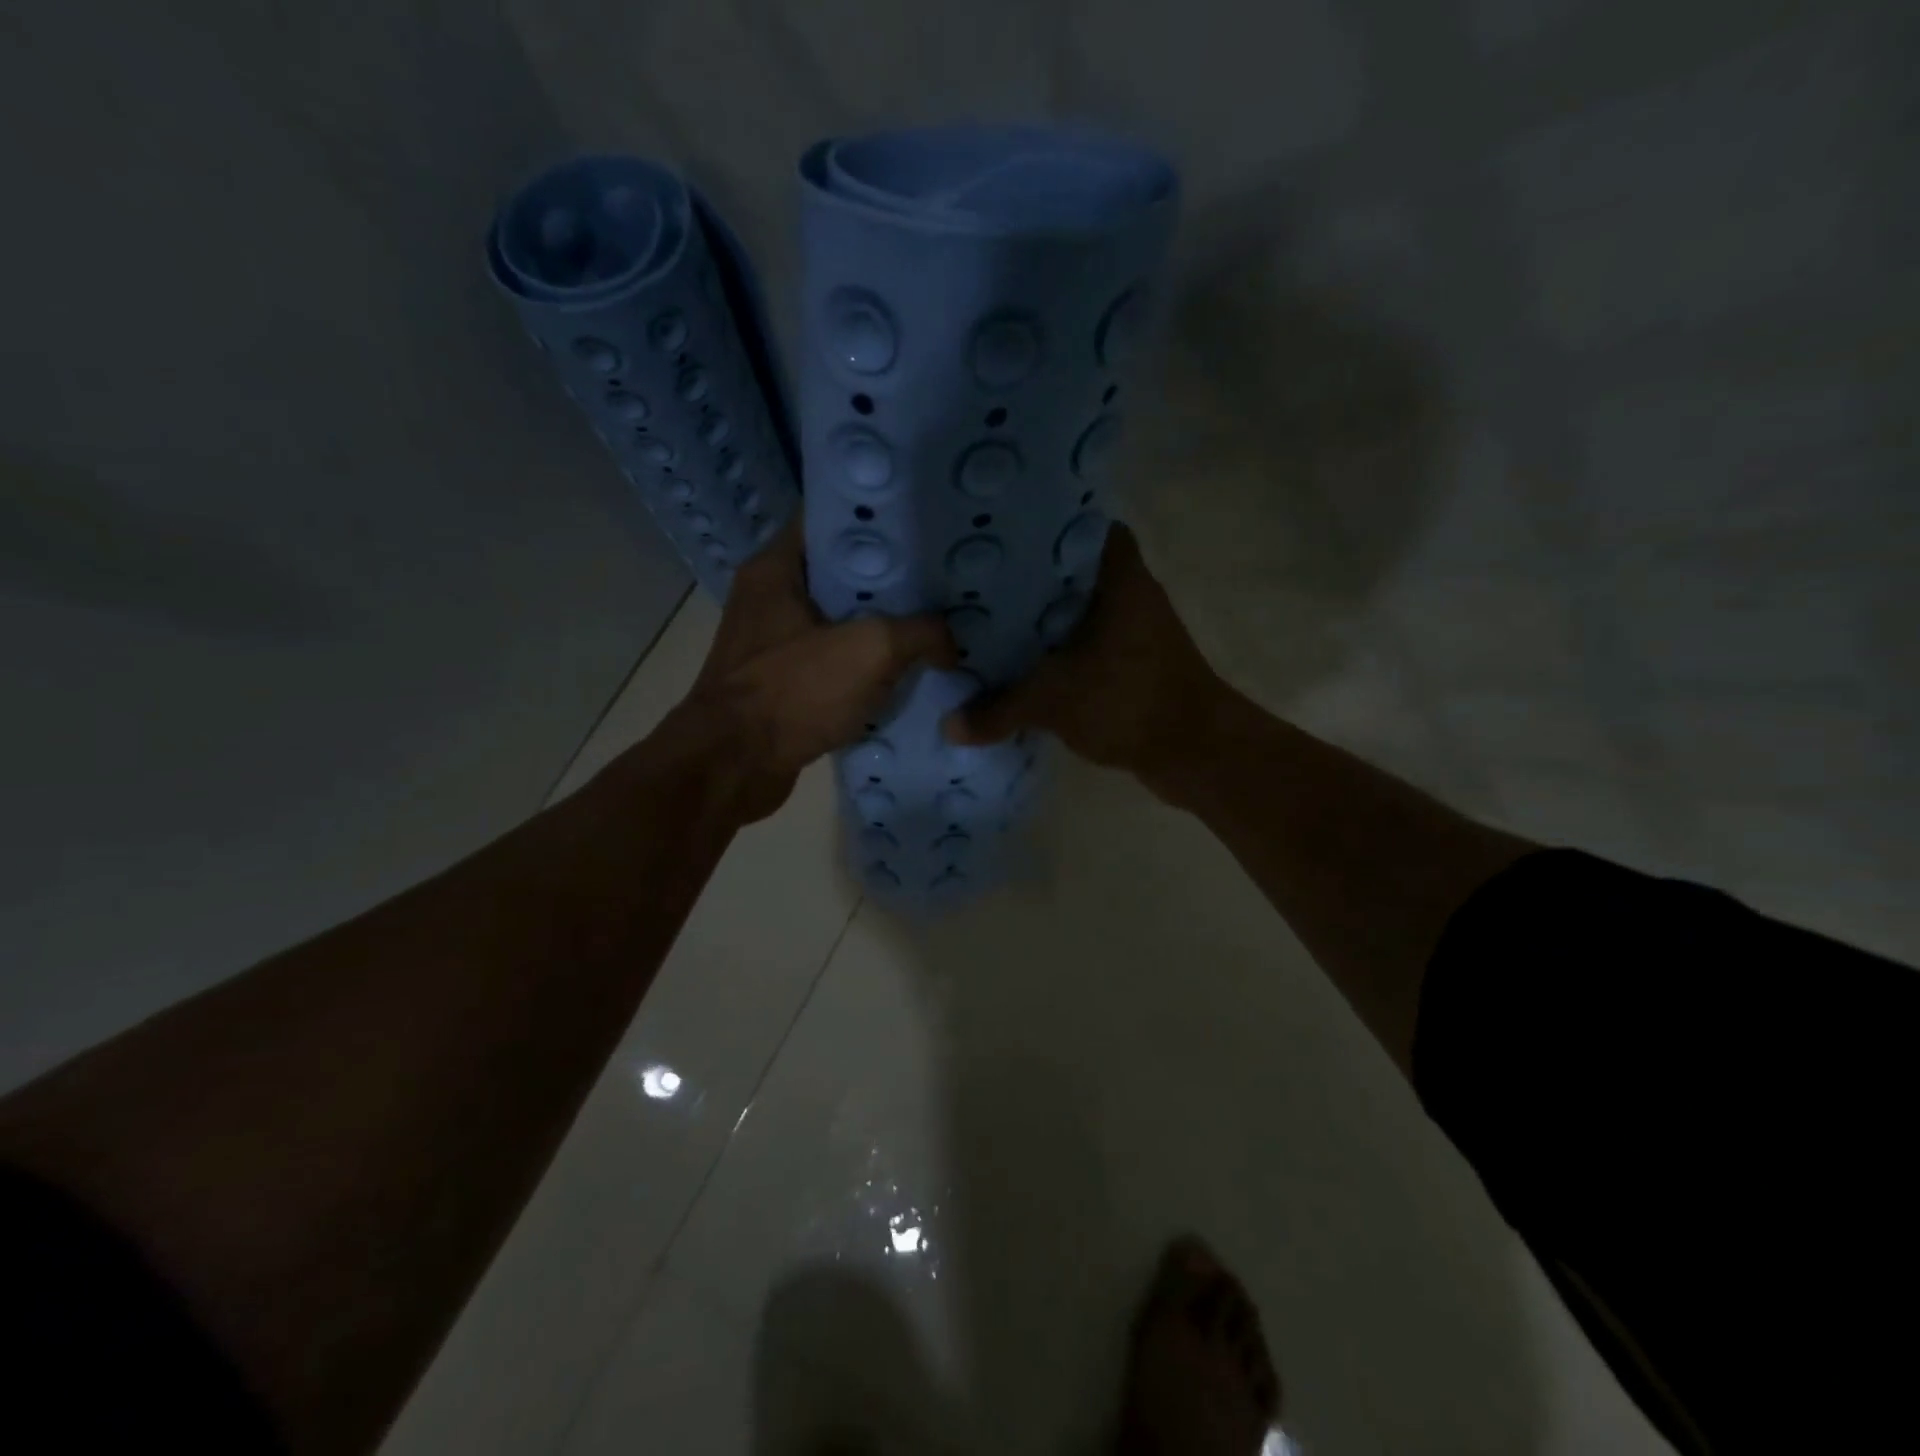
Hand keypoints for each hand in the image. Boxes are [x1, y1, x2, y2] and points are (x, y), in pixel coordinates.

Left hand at [677, 519, 955, 824]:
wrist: (733, 768)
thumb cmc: (793, 692)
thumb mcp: (871, 650)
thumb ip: (921, 632)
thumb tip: (950, 642)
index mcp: (777, 568)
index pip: (830, 518)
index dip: (878, 519)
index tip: (924, 526)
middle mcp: (770, 597)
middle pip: (840, 571)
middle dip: (891, 577)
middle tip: (942, 580)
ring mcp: (774, 642)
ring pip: (839, 619)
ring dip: (882, 625)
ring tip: (934, 623)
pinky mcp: (782, 682)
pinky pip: (833, 660)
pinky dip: (865, 665)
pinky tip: (906, 671)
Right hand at [942, 523, 1218, 780]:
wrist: (1195, 752)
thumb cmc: (1128, 702)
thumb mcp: (1053, 702)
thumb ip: (998, 710)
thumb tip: (951, 726)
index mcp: (1117, 576)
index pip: (1080, 524)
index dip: (1041, 526)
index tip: (998, 535)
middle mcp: (1129, 592)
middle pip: (1070, 569)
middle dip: (1028, 577)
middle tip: (978, 580)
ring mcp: (1134, 628)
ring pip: (1078, 608)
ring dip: (1042, 617)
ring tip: (989, 618)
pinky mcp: (1133, 661)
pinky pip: (1086, 641)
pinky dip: (1059, 649)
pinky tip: (1022, 661)